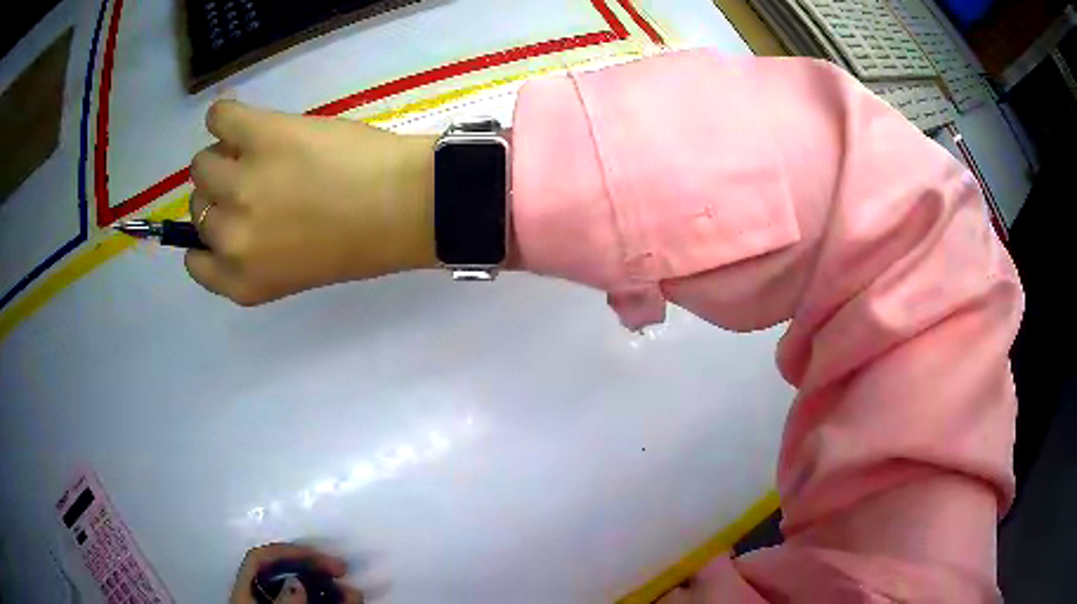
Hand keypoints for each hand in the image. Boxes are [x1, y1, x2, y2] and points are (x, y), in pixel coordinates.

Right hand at [186, 100, 436, 305]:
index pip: (196, 262)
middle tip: (258, 179)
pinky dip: (225, 116)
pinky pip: (218, 116)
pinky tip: (246, 123)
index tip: (226, 218)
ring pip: (202, 163)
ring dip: (224, 155)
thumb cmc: (363, 240)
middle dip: (222, 193)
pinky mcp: (259, 134)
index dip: (209, 237)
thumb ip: (256, 251)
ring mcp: (240, 185)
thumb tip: (232, 212)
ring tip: (260, 151)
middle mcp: (231, 239)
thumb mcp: (295, 268)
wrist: (407, 203)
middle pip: (198, 206)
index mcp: (243, 281)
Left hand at [229, 543, 364, 603]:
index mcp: (247, 596)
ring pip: (303, 592)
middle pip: (283, 573)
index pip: (261, 561)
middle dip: (313, 568)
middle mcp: (262, 600)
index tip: (322, 561)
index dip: (289, 553)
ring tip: (353, 593)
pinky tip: (350, 603)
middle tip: (341, 570)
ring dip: (329, 588)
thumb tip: (296, 584)